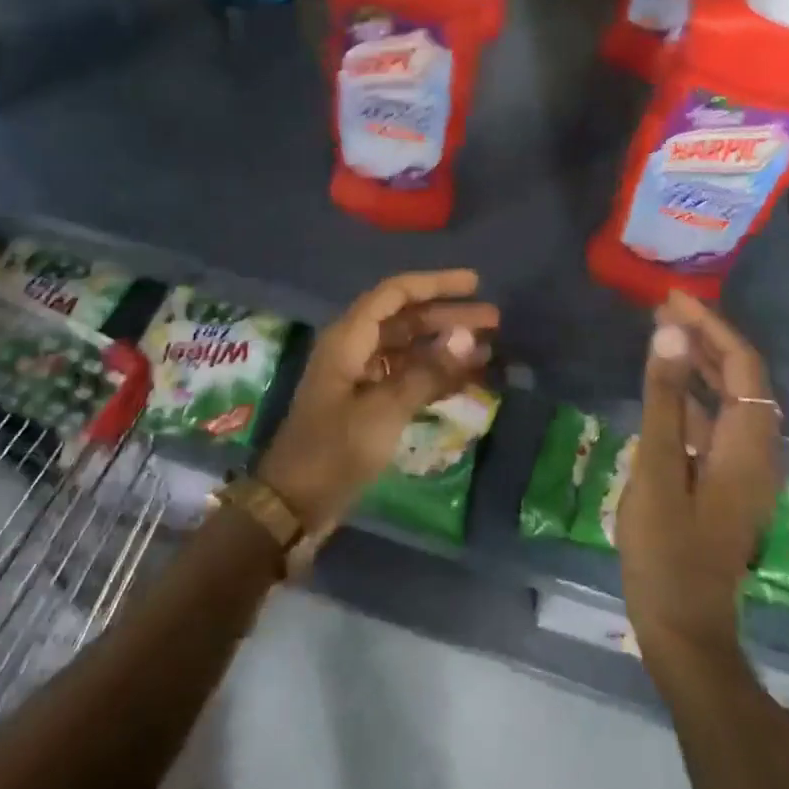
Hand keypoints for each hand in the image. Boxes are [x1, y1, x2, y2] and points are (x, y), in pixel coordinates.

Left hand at [258, 270, 496, 532]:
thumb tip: (468, 337)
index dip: (435, 284)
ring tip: (488, 348)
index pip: (395, 294)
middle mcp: (354, 348)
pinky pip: (406, 377)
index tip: (475, 284)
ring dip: (445, 347)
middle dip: (448, 316)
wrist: (294, 504)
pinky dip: (435, 375)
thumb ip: (428, 371)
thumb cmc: (335, 450)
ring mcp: (360, 377)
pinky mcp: (367, 404)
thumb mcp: (385, 410)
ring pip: (409, 348)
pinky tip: (467, 380)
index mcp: (349, 338)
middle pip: (406, 319)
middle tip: (494, 320)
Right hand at [618, 291, 782, 663]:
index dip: (712, 327)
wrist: (683, 628)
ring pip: (730, 400)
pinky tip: (664, 390)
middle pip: (743, 379)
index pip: (743, 367)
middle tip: (664, 309)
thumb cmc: (666, 550)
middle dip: (707, 338)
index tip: (672, 300)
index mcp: (747, 446)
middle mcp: (755, 452)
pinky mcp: (725, 483)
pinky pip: (716, 423)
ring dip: (701, 363)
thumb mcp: (657, 469)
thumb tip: (669, 334)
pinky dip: (694, 395)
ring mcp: (742, 470)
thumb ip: (663, 399)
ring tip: (663, 335)